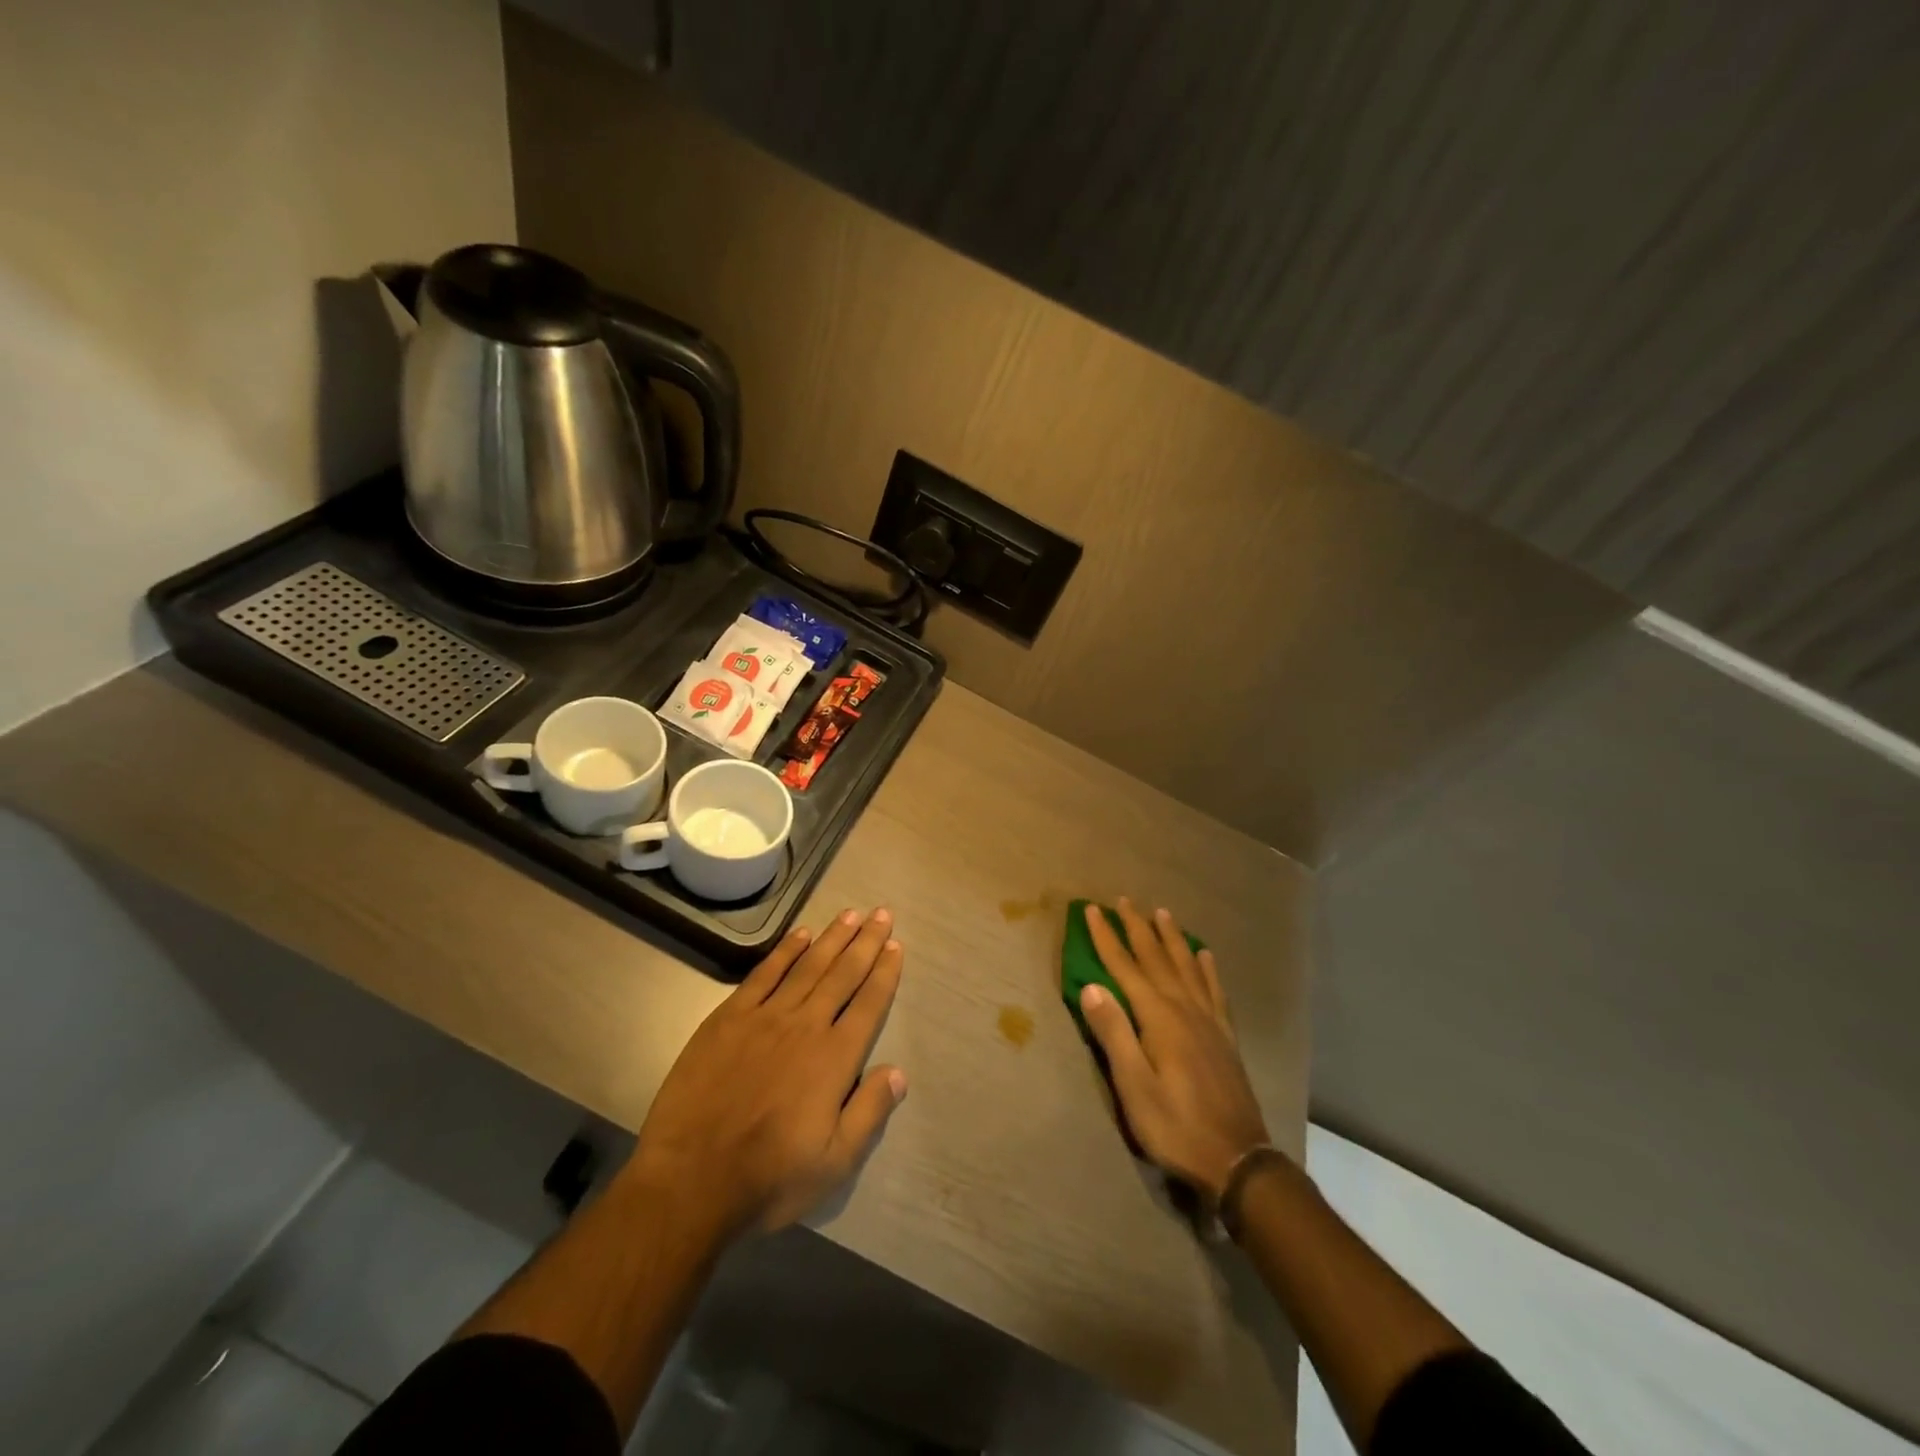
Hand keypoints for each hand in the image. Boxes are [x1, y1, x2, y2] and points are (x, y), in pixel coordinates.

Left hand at [623, 908, 906, 1240]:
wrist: (690, 1181)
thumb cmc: (769, 1178)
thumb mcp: (835, 1163)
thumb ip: (869, 1112)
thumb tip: (899, 1071)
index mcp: (834, 1059)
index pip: (869, 1004)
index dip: (885, 973)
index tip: (896, 946)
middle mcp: (805, 1027)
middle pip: (843, 974)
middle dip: (866, 942)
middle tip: (882, 913)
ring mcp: (765, 1018)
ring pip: (808, 966)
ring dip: (832, 938)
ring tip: (851, 914)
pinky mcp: (729, 1018)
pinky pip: (764, 975)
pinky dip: (785, 952)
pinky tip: (800, 934)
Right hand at [1079, 898, 1268, 1202]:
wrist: (1237, 1160)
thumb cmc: (1175, 1126)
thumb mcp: (1134, 1087)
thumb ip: (1114, 1034)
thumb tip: (1091, 986)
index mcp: (1159, 1018)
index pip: (1125, 968)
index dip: (1106, 938)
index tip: (1091, 910)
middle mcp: (1185, 1009)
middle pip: (1156, 959)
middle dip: (1137, 928)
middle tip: (1124, 900)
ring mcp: (1209, 1022)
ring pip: (1187, 967)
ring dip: (1171, 939)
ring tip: (1163, 913)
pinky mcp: (1225, 1037)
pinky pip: (1215, 991)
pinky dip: (1207, 969)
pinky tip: (1205, 956)